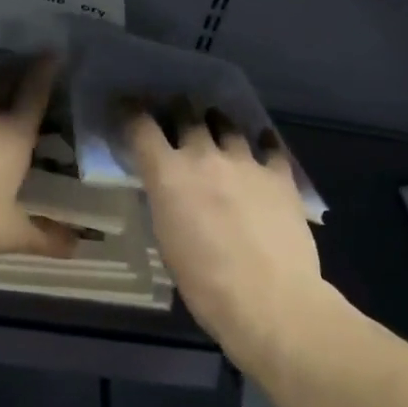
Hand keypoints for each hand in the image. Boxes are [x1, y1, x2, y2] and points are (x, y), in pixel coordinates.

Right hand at [126, 99, 325, 363]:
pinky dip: (262, 143)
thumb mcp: (167, 240)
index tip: (127, 106)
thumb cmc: (205, 284)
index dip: (131, 113)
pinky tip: (262, 145)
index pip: (142, 128)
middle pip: (187, 115)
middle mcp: (204, 157)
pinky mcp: (280, 175)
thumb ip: (166, 203)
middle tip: (177, 114)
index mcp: (168, 175)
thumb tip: (171, 190)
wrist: (269, 300)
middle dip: (179, 111)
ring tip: (218, 126)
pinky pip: (270, 146)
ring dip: (218, 124)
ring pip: (228, 125)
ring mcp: (246, 162)